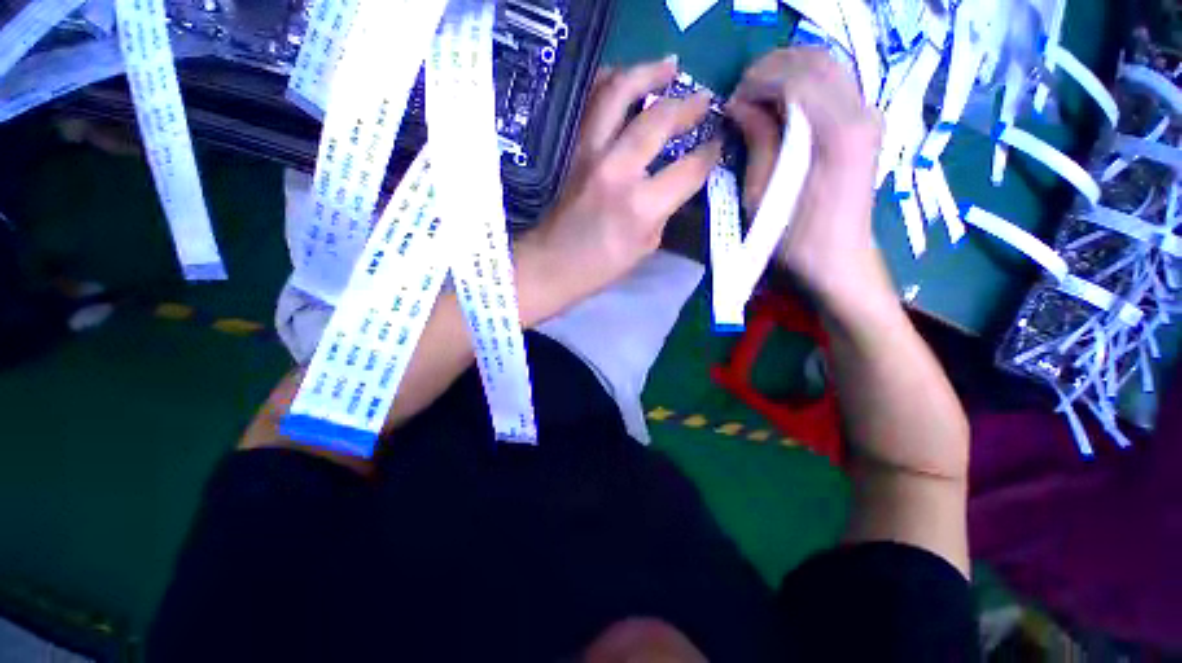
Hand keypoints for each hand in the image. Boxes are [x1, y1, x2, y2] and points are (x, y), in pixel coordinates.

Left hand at [516, 58, 721, 321]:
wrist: (553, 263)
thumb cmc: (601, 266)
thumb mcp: (645, 247)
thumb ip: (665, 210)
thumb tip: (678, 181)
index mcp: (641, 207)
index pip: (688, 169)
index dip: (709, 153)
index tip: (716, 143)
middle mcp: (618, 171)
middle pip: (658, 120)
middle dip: (687, 106)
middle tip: (704, 99)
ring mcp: (591, 155)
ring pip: (619, 93)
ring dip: (648, 72)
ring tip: (670, 66)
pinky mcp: (575, 151)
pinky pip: (593, 103)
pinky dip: (611, 82)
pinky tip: (626, 78)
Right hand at [726, 48, 887, 315]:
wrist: (837, 259)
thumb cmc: (792, 236)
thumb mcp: (762, 192)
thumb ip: (757, 140)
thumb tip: (739, 105)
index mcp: (835, 130)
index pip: (795, 75)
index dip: (757, 80)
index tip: (730, 101)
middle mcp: (860, 110)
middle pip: (815, 59)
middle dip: (772, 69)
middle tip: (741, 95)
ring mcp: (868, 114)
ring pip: (827, 66)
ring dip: (788, 73)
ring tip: (758, 99)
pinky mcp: (866, 124)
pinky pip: (834, 84)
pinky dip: (805, 85)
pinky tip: (783, 106)